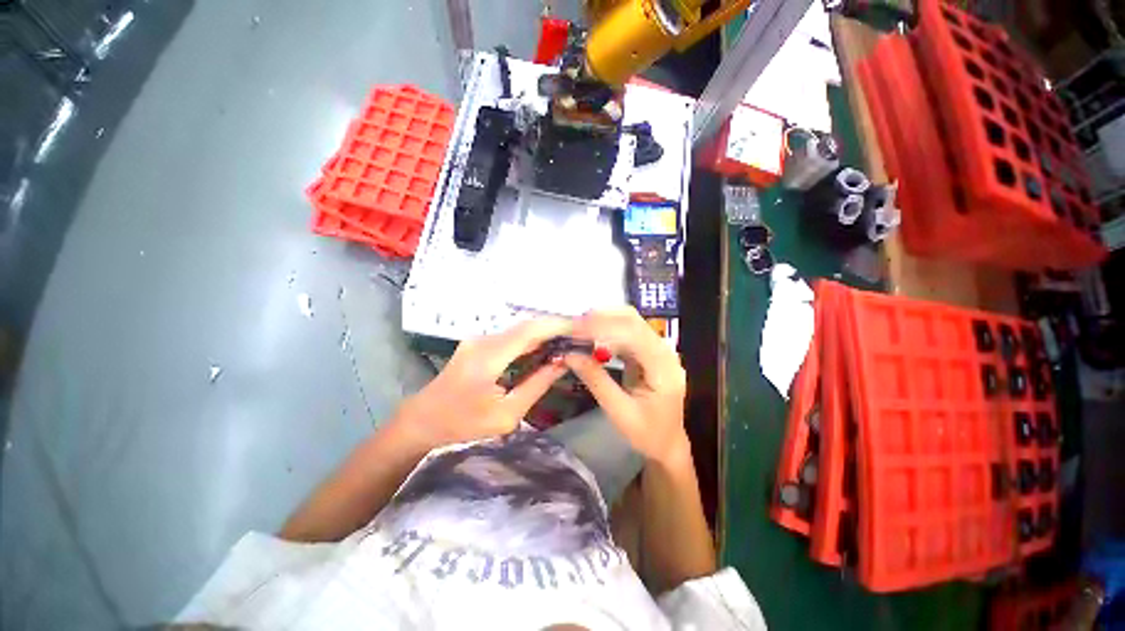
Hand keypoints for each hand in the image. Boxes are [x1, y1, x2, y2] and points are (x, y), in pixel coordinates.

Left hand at [391, 317, 572, 449]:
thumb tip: (562, 363)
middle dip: (555, 328)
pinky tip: (546, 349)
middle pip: (526, 327)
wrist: (421, 424)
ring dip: (544, 334)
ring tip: (569, 342)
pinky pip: (510, 338)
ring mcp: (479, 340)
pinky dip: (531, 341)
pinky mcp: (478, 345)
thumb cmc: (463, 427)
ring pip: (519, 330)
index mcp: (488, 357)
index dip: (557, 325)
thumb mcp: (507, 414)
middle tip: (580, 336)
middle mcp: (483, 340)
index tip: (581, 328)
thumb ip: (537, 385)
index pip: (530, 330)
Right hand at [563, 307, 688, 465]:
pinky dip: (607, 329)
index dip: (603, 327)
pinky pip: (627, 331)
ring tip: (577, 327)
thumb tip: (570, 355)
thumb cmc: (647, 434)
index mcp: (663, 368)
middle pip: (633, 320)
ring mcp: (658, 349)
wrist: (668, 443)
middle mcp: (664, 352)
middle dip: (601, 318)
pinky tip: (590, 334)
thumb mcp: (619, 412)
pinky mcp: (649, 350)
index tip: (575, 329)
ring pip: (630, 321)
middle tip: (572, 325)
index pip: (633, 335)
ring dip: (603, 320)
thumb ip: (596, 381)